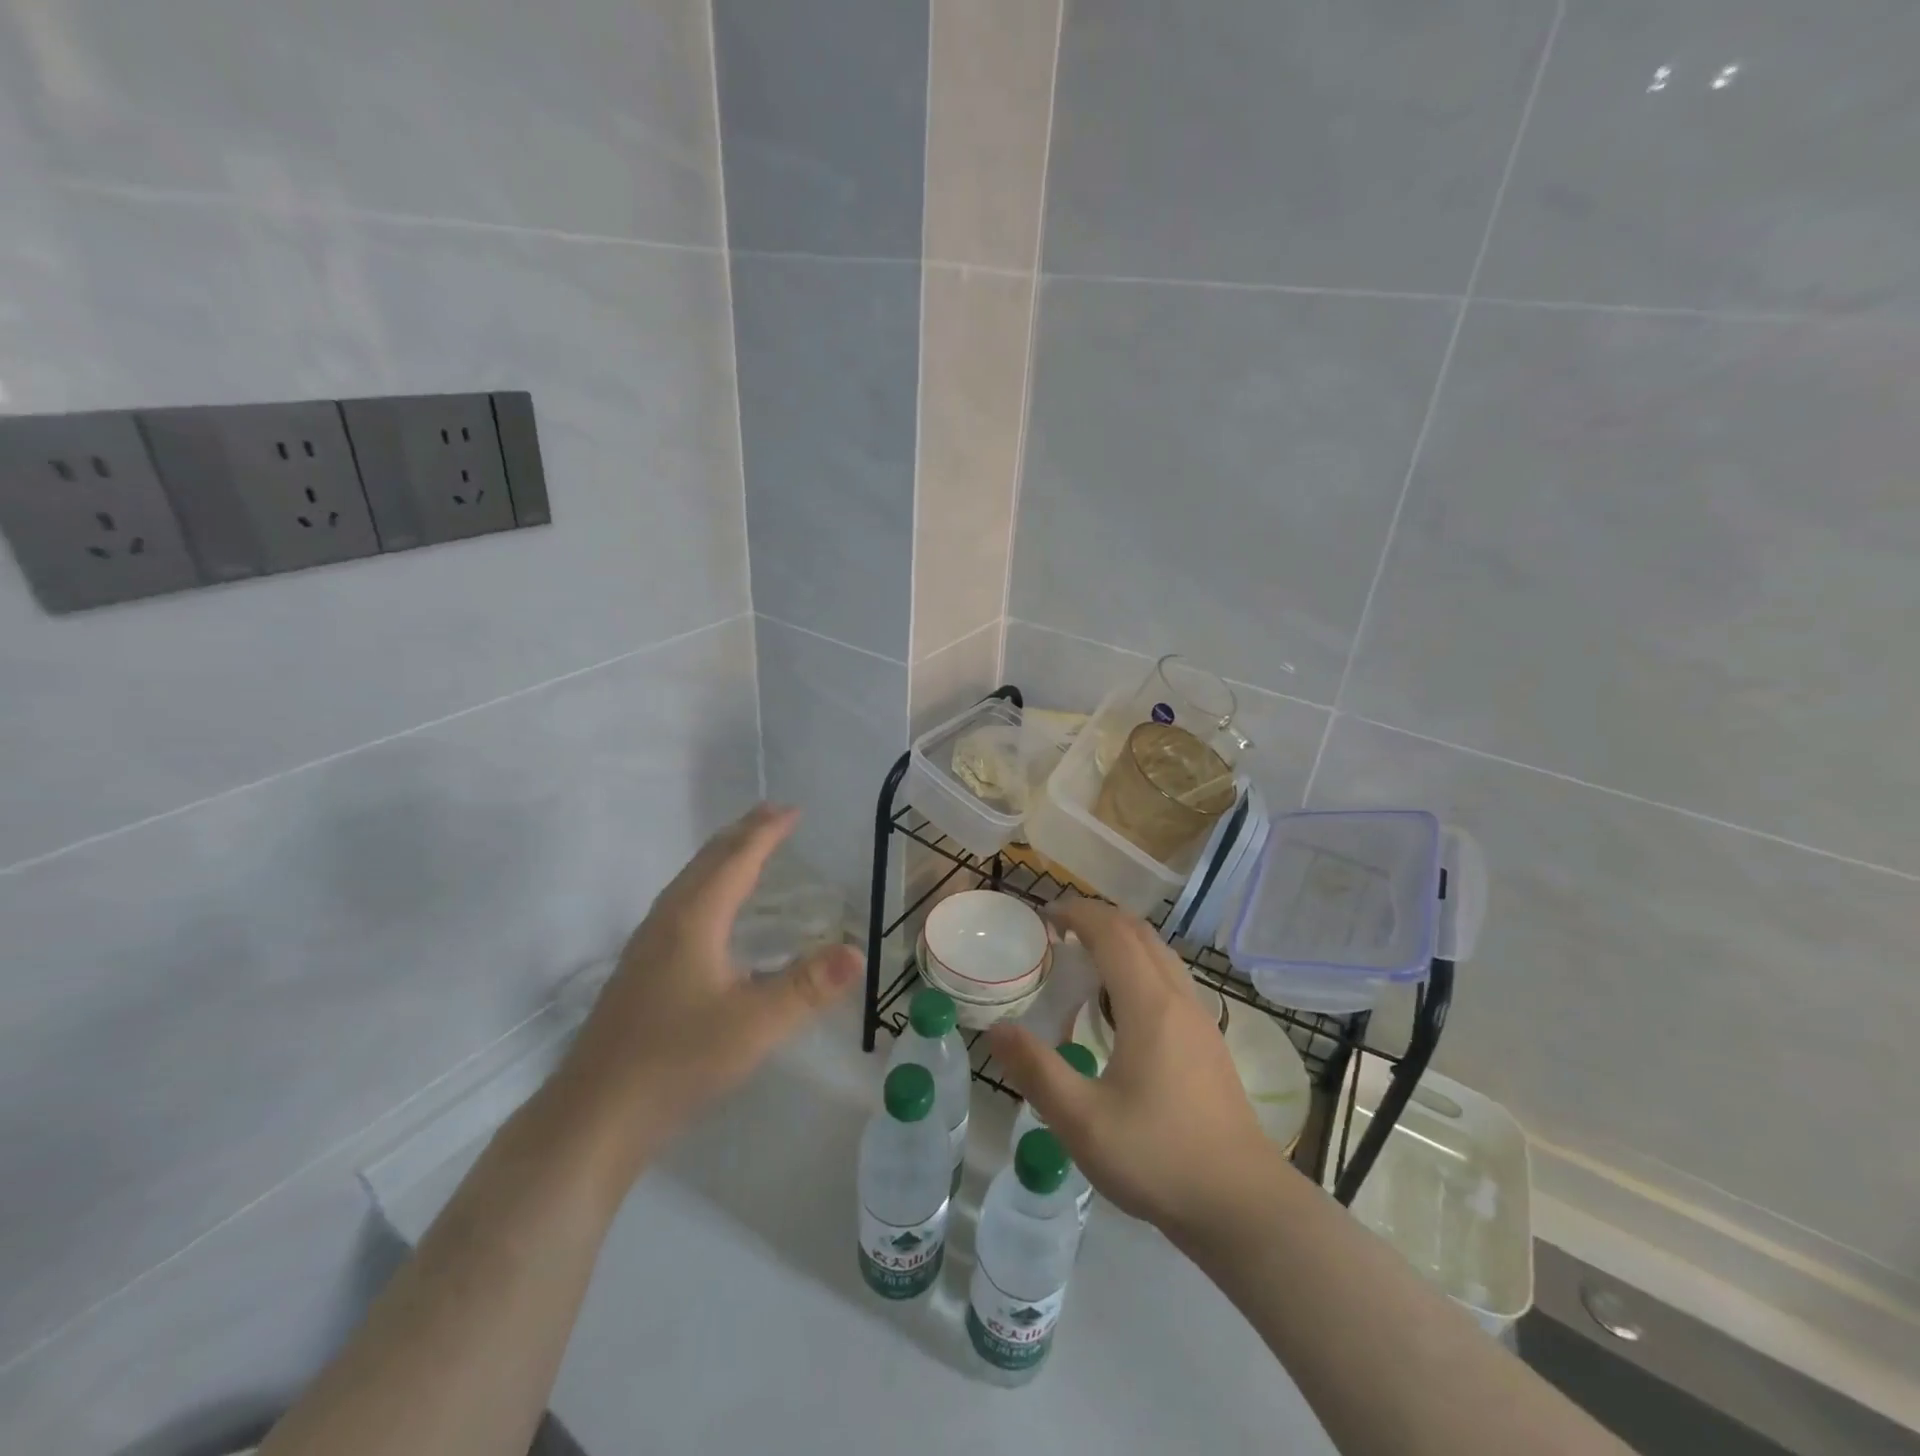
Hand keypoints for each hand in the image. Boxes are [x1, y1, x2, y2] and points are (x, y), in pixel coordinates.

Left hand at [553, 804, 860, 1162]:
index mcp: (694, 919)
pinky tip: (712, 913)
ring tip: (747, 849)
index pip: (736, 859)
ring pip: (690, 882)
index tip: (793, 809)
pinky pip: (681, 904)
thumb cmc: (677, 1061)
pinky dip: (708, 885)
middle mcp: (667, 920)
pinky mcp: (640, 970)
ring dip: (722, 858)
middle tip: (773, 815)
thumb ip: (808, 987)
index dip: (766, 832)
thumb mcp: (754, 1025)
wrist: (593, 1116)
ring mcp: (647, 945)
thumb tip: (857, 951)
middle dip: (743, 834)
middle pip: (708, 861)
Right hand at [985, 898, 1278, 1239]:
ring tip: (1084, 959)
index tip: (1044, 916)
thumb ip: (1036, 1071)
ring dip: (1121, 940)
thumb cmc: (1158, 1157)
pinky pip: (1170, 978)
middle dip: (1098, 918)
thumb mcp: (1082, 1122)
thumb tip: (996, 1030)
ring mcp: (1200, 1018)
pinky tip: (1119, 1006)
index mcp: (1149, 1005)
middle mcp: (1178, 998)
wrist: (1242, 1204)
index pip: (1112, 932)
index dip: (1077, 914)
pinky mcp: (1208, 1040)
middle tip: (1058, 930)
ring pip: (1159, 953)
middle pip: (1139, 933)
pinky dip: (1138, 965)